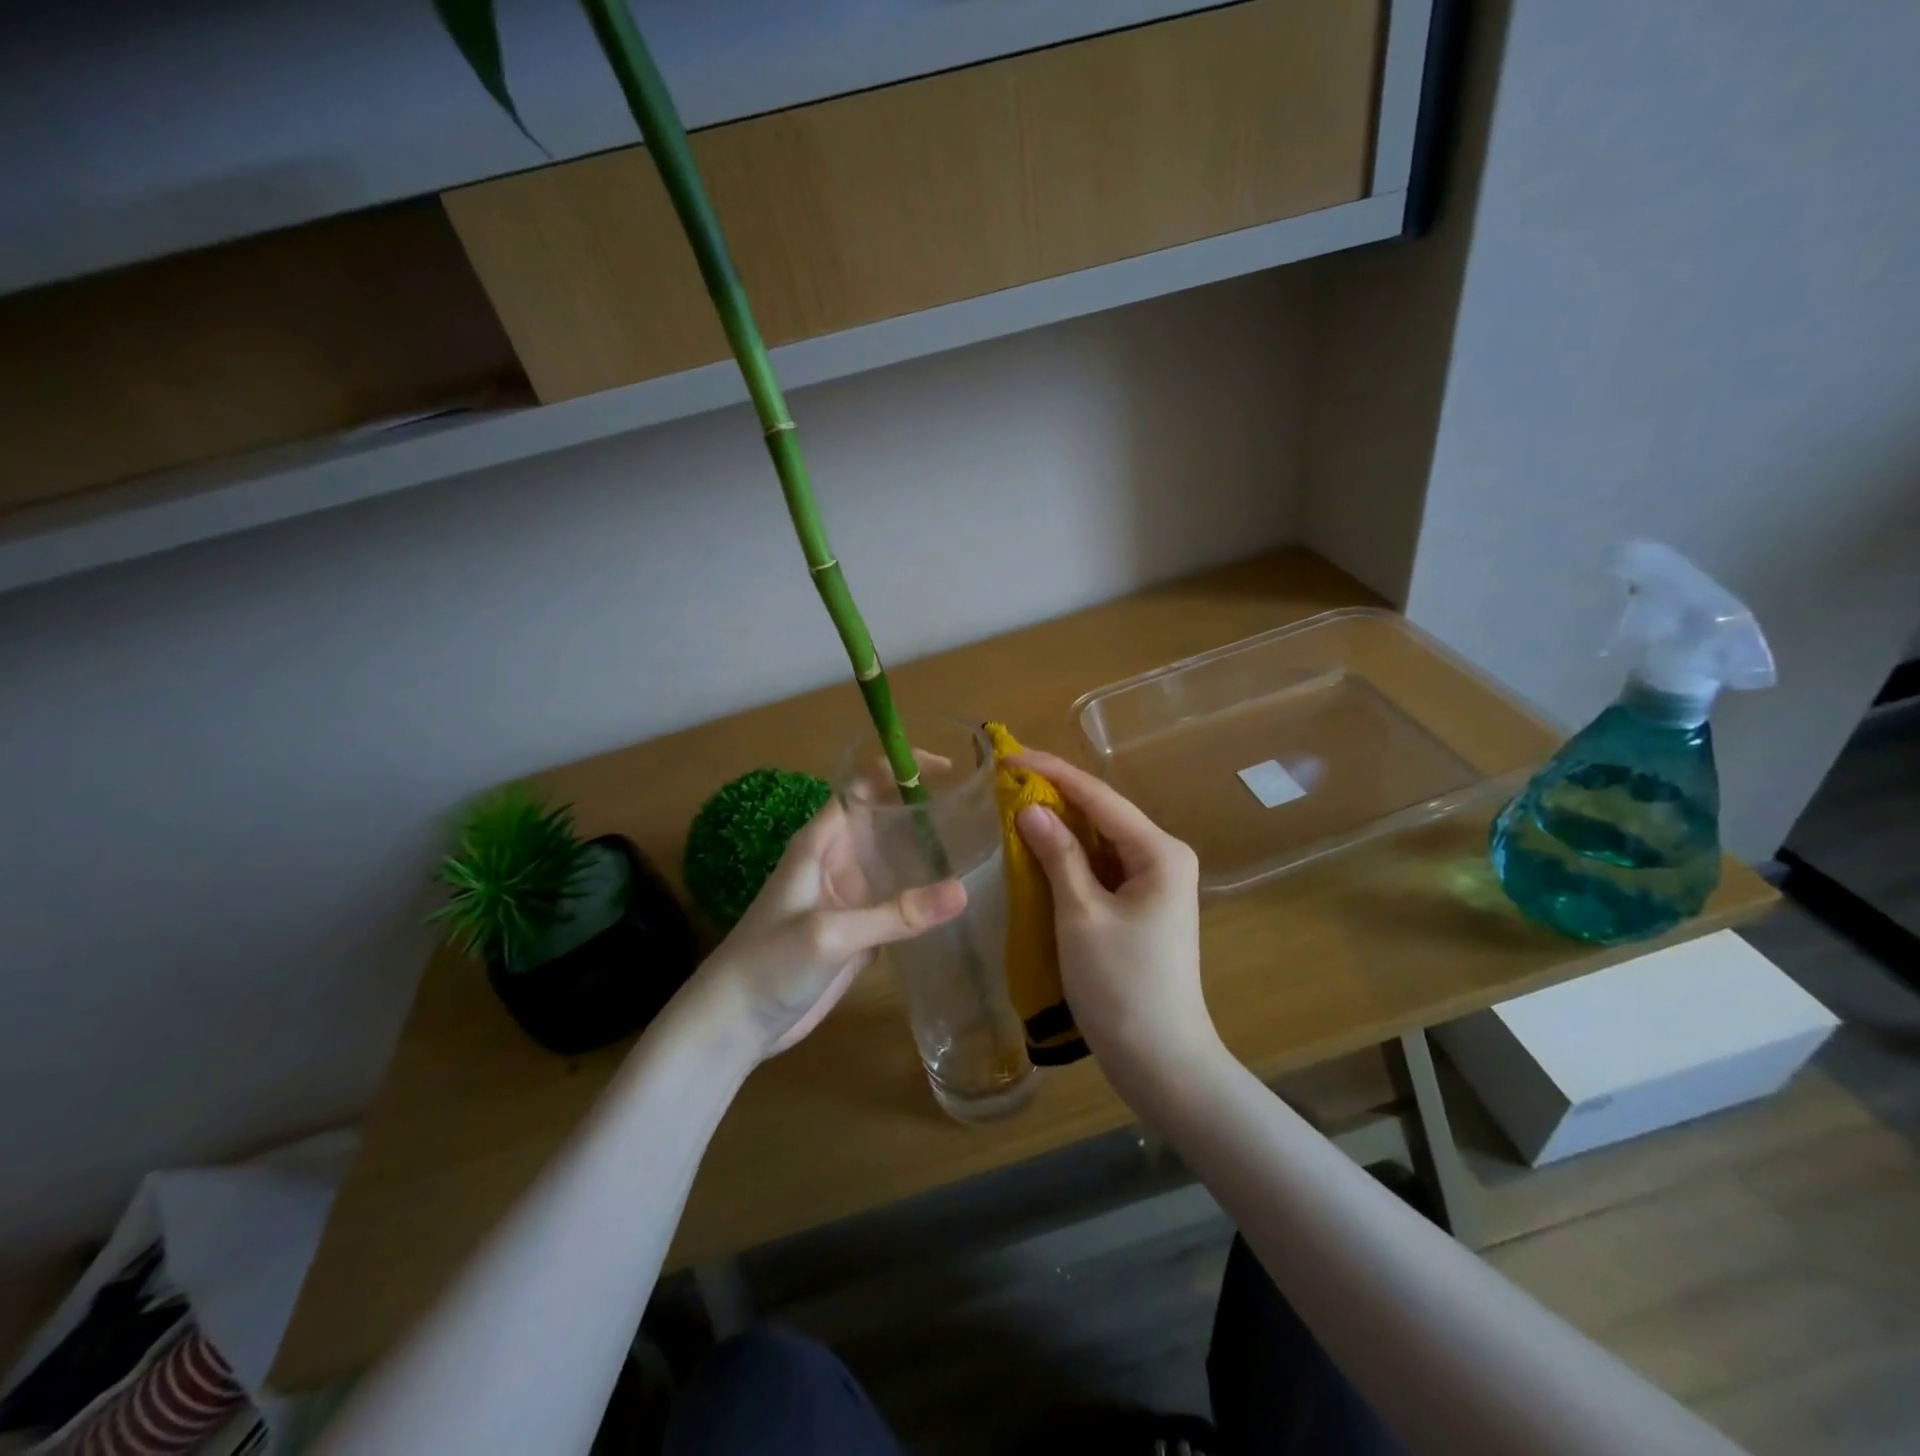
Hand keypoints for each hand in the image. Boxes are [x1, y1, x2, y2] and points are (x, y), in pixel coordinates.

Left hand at [694, 797, 966, 1058]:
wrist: (735, 1024)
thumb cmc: (770, 963)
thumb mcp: (831, 934)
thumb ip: (896, 914)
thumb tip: (963, 891)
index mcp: (821, 842)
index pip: (863, 785)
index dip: (900, 770)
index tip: (947, 770)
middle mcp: (837, 860)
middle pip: (884, 819)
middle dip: (923, 808)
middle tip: (975, 809)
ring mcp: (848, 896)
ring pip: (894, 860)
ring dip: (927, 852)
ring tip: (978, 845)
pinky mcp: (858, 930)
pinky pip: (896, 901)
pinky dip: (923, 895)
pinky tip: (955, 898)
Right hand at [1012, 752, 1217, 1078]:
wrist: (1161, 1061)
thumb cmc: (1122, 986)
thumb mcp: (1082, 915)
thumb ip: (1058, 856)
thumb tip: (1029, 809)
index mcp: (1159, 851)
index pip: (1098, 796)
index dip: (1051, 772)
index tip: (1008, 755)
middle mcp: (1163, 857)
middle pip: (1102, 813)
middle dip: (1054, 795)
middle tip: (1003, 780)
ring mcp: (1154, 883)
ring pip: (1100, 840)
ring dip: (1059, 825)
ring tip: (1012, 806)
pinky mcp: (1141, 906)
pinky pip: (1101, 867)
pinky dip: (1069, 857)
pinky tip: (1037, 851)